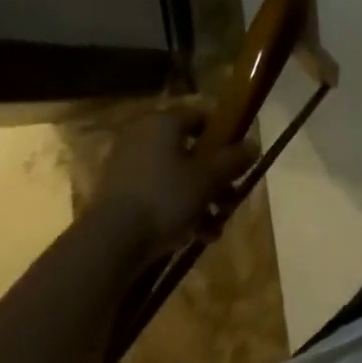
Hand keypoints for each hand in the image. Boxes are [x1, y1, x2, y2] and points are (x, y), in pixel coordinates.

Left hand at [89, 110, 257, 255]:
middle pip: (189, 151)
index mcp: (164, 122)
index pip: (202, 117)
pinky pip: (156, 194)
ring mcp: (126, 167)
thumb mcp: (208, 178)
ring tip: (214, 228)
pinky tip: (194, 237)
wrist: (108, 245)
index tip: (238, 160)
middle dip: (214, 178)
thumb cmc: (164, 198)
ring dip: (198, 199)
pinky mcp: (116, 196)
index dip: (224, 137)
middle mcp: (143, 137)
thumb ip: (234, 160)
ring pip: (174, 176)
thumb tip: (254, 145)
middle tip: (229, 201)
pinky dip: (175, 210)